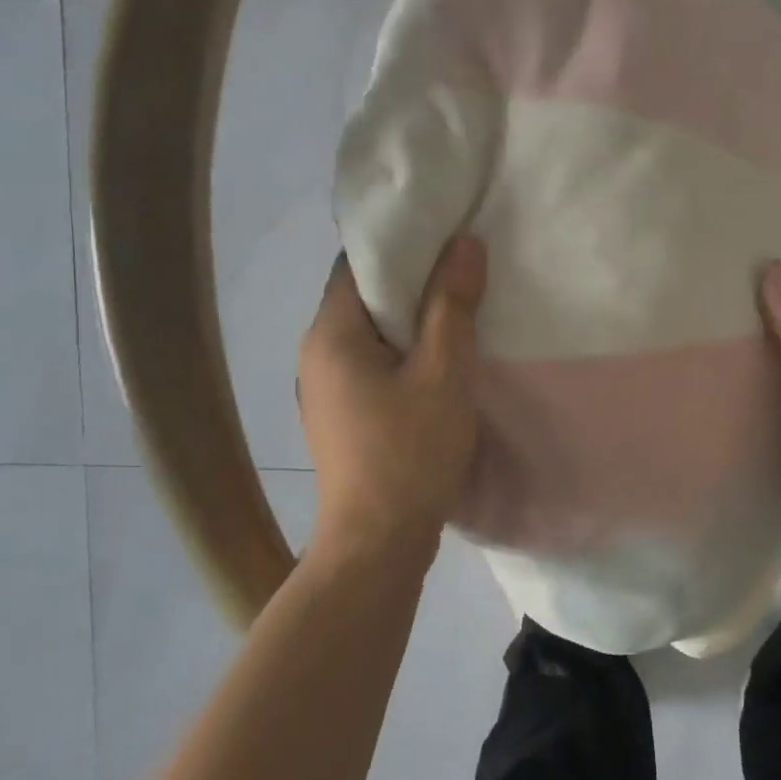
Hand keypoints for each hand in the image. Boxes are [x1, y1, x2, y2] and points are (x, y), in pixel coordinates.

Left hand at [298, 236, 486, 563]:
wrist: (376, 544)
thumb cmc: (409, 452)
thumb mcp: (443, 374)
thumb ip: (453, 305)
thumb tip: (464, 242)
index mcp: (330, 334)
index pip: (358, 264)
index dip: (401, 244)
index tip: (445, 235)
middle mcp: (316, 354)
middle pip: (363, 299)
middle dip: (412, 283)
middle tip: (463, 269)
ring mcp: (324, 390)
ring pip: (369, 337)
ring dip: (410, 323)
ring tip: (459, 311)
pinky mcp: (340, 418)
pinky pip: (371, 368)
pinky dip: (402, 356)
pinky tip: (439, 364)